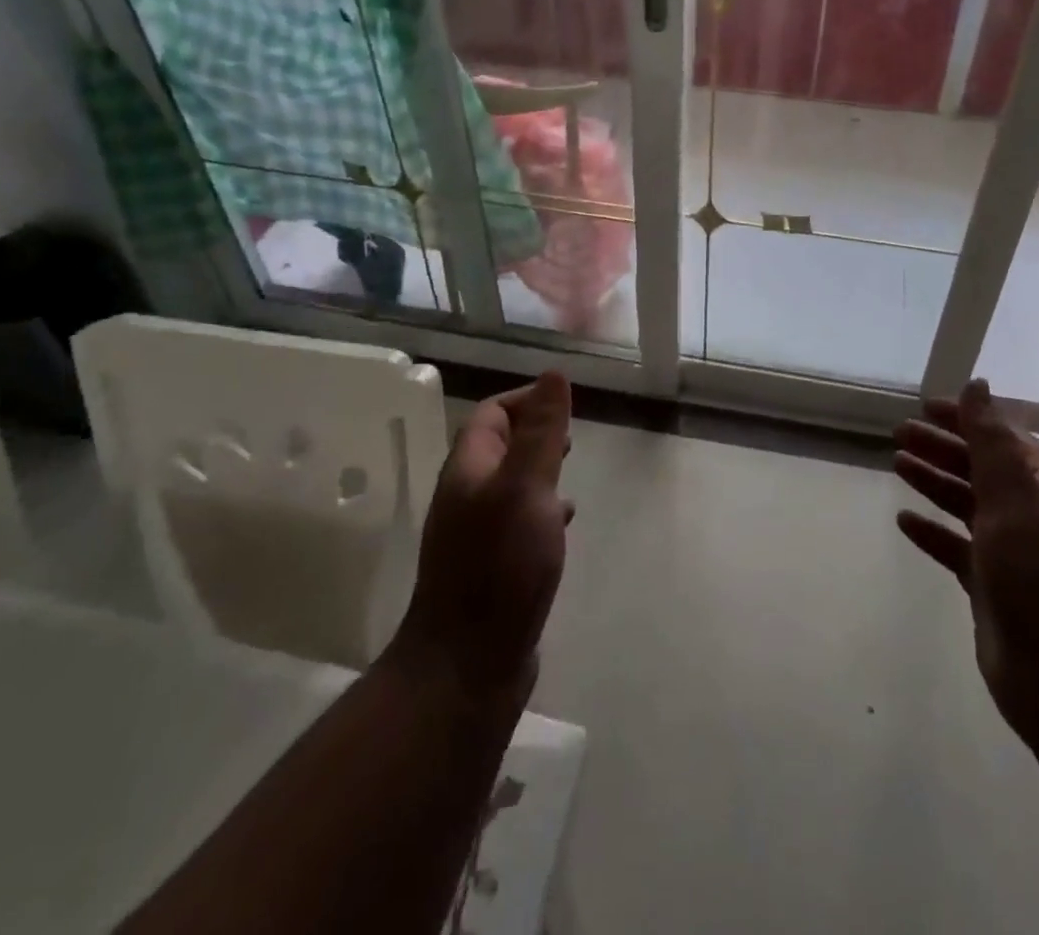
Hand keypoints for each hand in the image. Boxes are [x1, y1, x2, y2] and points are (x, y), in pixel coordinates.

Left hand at [387, 372, 572, 707]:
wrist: (467, 664)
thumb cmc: (499, 565)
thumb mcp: (527, 487)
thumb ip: (542, 431)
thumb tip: (553, 374)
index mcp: (469, 470)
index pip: (491, 415)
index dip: (525, 399)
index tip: (564, 403)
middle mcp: (467, 497)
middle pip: (498, 447)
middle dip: (534, 433)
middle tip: (571, 436)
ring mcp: (476, 536)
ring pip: (510, 485)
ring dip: (539, 471)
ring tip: (571, 473)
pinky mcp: (491, 568)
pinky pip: (517, 522)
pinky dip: (542, 510)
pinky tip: (562, 523)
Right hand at [894, 378, 1038, 735]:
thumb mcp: (1016, 500)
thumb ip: (991, 441)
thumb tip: (977, 384)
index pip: (1002, 439)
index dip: (965, 419)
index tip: (925, 407)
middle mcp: (1030, 515)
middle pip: (980, 468)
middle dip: (942, 447)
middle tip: (899, 433)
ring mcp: (1011, 553)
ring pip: (966, 505)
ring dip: (934, 482)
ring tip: (897, 464)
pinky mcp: (992, 588)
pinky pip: (956, 548)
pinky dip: (932, 532)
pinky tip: (904, 521)